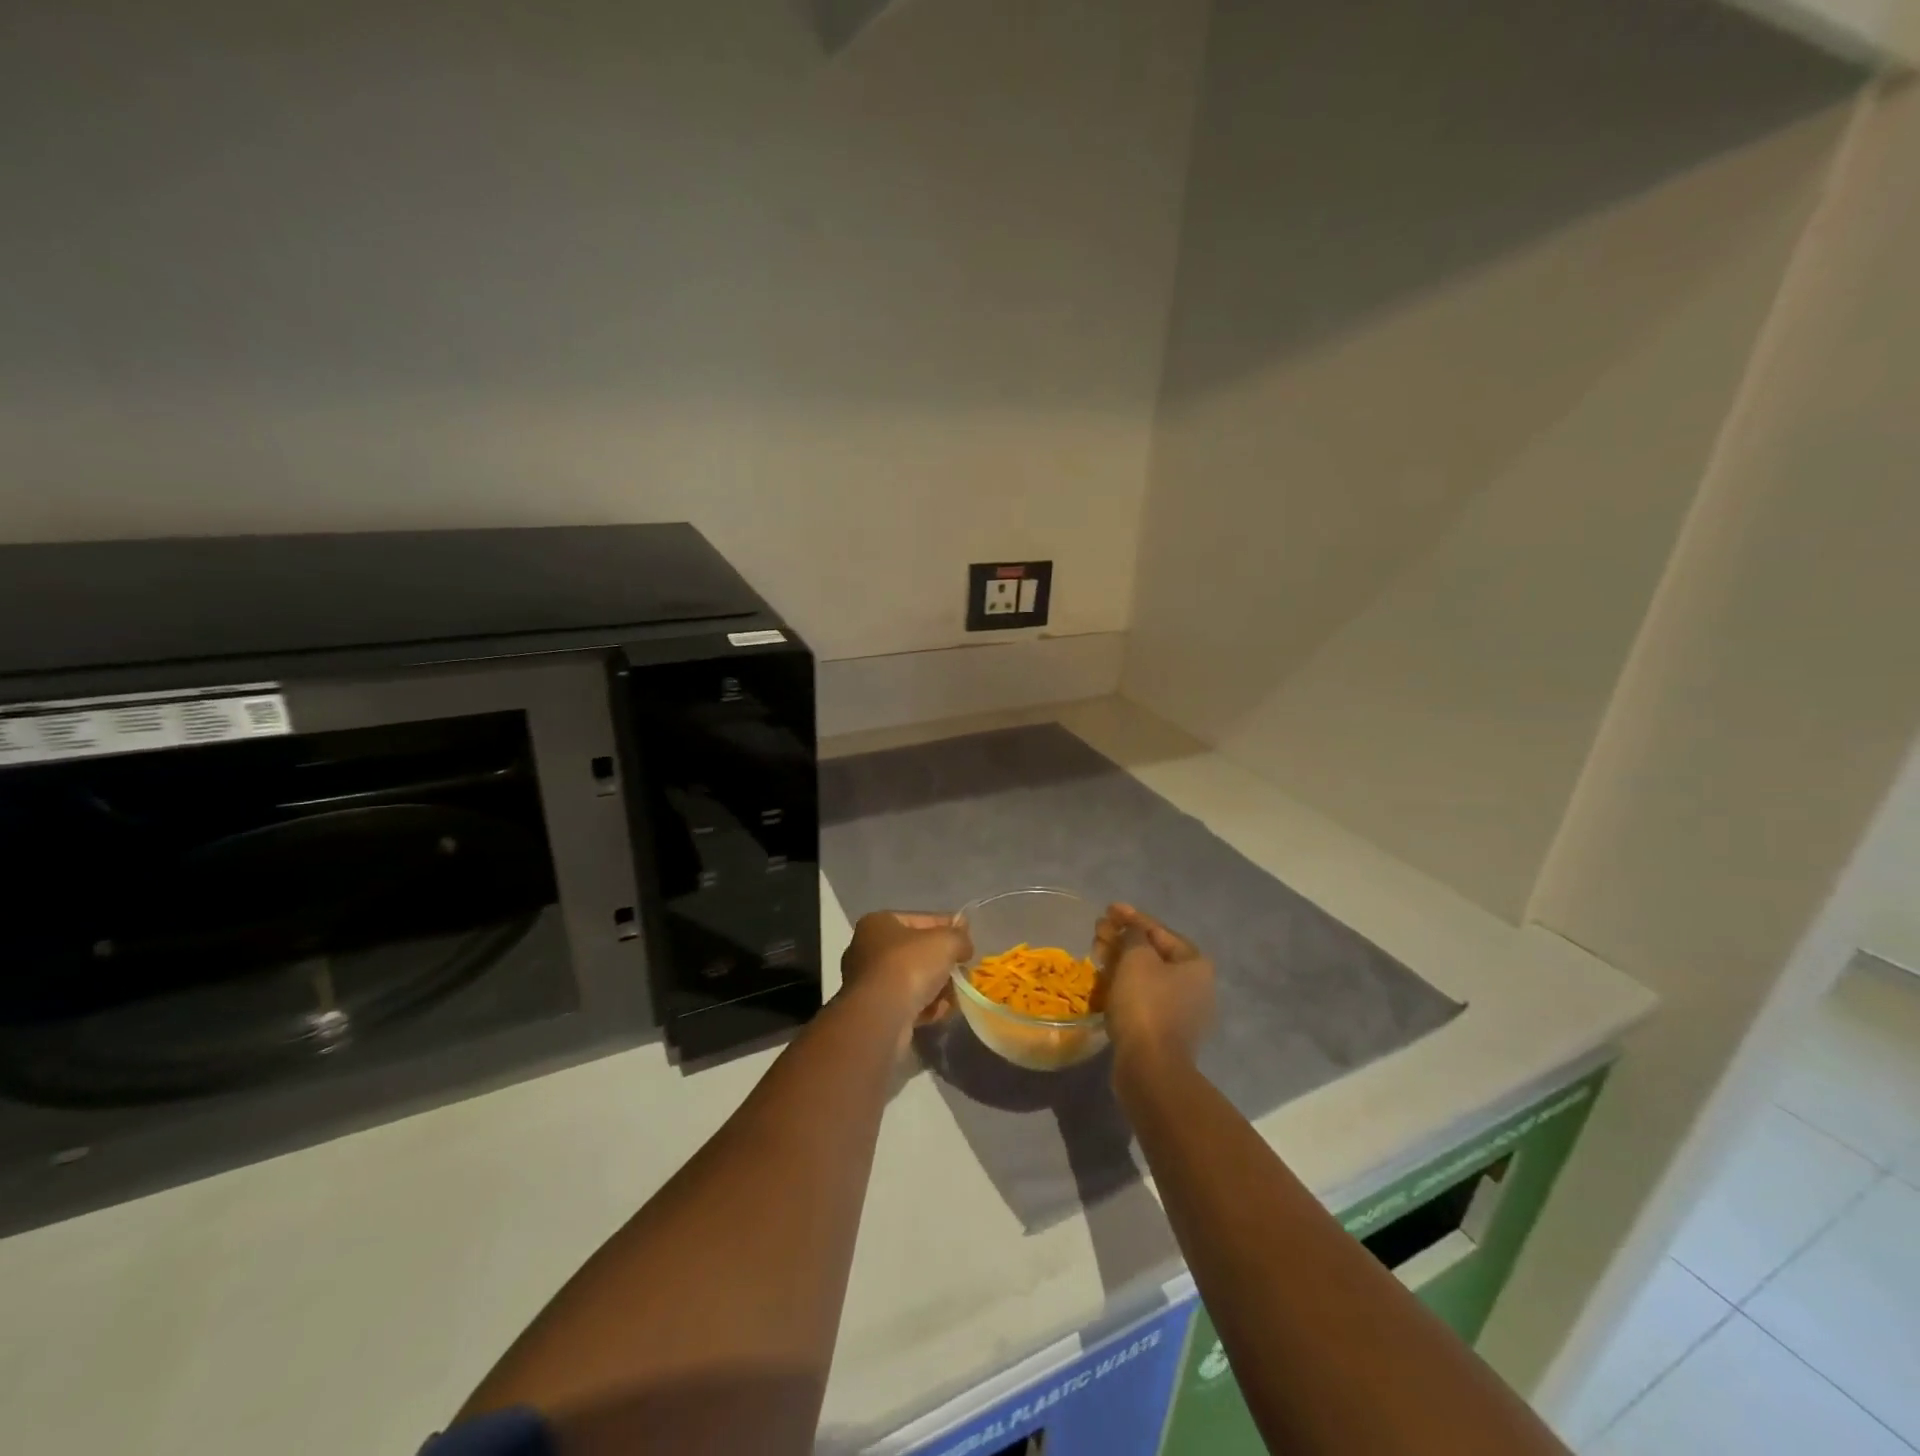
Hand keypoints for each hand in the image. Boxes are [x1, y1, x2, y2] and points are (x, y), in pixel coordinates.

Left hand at [840, 911, 971, 1040]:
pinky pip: (907, 1003)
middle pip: (916, 952)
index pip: (920, 919)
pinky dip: (925, 1006)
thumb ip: (959, 937)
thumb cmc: (909, 966)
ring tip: (955, 996)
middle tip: (963, 971)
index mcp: (878, 923)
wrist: (881, 1016)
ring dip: (937, 988)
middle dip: (942, 964)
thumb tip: (964, 944)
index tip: (967, 939)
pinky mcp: (874, 1010)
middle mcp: (867, 949)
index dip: (947, 927)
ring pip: (913, 980)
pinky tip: (940, 1011)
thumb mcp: (945, 942)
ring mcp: (869, 982)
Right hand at [1097, 903, 1214, 1073]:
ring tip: (1096, 954)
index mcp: (1195, 963)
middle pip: (1152, 952)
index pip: (1159, 930)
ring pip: (1145, 975)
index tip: (1108, 909)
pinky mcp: (1165, 1029)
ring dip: (1120, 961)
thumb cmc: (1145, 1004)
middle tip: (1098, 932)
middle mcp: (1195, 984)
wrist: (1149, 1067)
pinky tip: (1103, 981)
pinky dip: (1123, 985)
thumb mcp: (1136, 958)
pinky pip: (1142, 997)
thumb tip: (1130, 930)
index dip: (1131, 917)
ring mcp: (1181, 1010)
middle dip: (1123, 939)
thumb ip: (1133, 935)